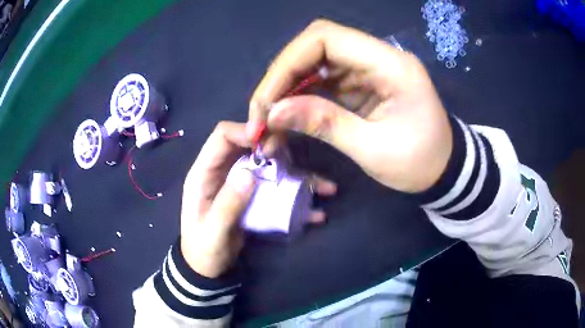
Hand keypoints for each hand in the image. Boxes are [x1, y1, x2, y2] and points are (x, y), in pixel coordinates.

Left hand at [180, 122, 336, 277]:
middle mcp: (224, 171)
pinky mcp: (254, 195)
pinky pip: (277, 186)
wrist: (208, 267)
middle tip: (294, 156)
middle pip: (248, 144)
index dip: (245, 130)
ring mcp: (241, 182)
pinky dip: (297, 193)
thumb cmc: (204, 250)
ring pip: (268, 163)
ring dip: (294, 170)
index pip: (222, 136)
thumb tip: (250, 174)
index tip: (269, 139)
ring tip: (322, 186)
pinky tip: (317, 208)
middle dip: (273, 145)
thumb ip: (227, 205)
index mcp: (204, 173)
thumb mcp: (213, 233)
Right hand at [248, 20, 451, 192]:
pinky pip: (321, 83)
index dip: (288, 63)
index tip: (267, 101)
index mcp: (389, 64)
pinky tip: (285, 121)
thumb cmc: (420, 163)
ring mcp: (367, 70)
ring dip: (286, 92)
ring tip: (267, 124)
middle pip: (313, 48)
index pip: (325, 38)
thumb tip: (274, 112)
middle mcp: (376, 57)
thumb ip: (325, 124)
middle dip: (280, 80)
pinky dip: (299, 100)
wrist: (443, 169)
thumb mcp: (374, 149)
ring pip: (313, 66)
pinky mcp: (360, 85)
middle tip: (260, 116)